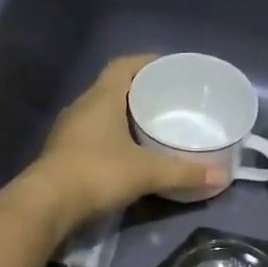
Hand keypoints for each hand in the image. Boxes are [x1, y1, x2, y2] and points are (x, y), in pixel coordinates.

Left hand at [25, 55, 226, 227]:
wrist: (47, 204)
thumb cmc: (97, 173)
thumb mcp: (146, 172)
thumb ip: (183, 173)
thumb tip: (221, 176)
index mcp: (101, 97)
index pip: (123, 66)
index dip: (146, 62)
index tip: (169, 67)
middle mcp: (81, 107)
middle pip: (112, 88)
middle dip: (139, 91)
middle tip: (167, 100)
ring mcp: (68, 131)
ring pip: (100, 113)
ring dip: (123, 116)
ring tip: (151, 126)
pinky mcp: (62, 153)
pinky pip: (92, 135)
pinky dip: (111, 138)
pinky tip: (126, 154)